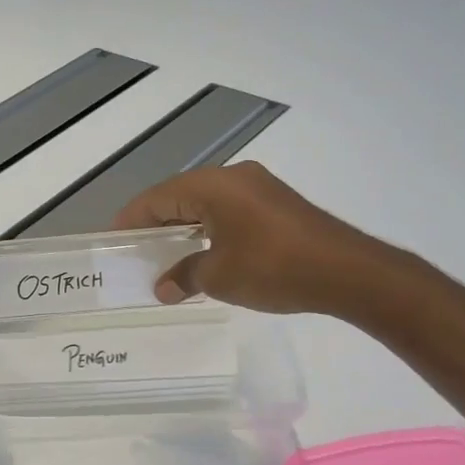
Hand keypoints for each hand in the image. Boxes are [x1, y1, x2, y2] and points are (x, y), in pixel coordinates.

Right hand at [112, 162, 388, 314]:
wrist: (351, 273)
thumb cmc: (274, 268)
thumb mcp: (219, 277)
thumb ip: (184, 276)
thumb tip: (162, 288)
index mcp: (212, 186)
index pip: (156, 198)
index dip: (131, 219)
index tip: (114, 240)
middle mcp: (233, 177)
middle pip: (179, 195)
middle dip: (156, 222)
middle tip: (136, 249)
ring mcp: (259, 187)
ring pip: (205, 202)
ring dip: (183, 226)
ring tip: (165, 253)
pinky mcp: (277, 204)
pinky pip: (229, 209)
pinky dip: (209, 227)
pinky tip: (204, 252)